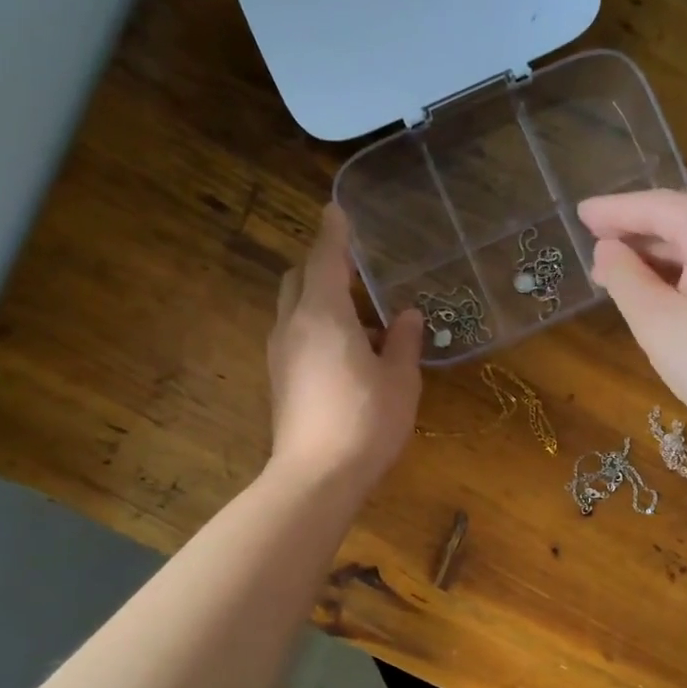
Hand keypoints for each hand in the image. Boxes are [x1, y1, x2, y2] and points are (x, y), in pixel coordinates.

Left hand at [267, 205, 423, 490]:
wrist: (316, 477)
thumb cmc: (366, 422)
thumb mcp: (400, 381)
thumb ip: (404, 342)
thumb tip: (408, 316)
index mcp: (324, 314)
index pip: (325, 257)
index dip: (334, 232)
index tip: (337, 210)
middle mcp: (293, 326)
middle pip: (298, 278)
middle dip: (321, 266)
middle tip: (355, 273)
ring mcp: (280, 354)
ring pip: (293, 309)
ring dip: (319, 301)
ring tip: (359, 320)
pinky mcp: (278, 381)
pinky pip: (294, 336)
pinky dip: (314, 329)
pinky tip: (344, 354)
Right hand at [582, 189, 686, 439]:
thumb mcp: (657, 322)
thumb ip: (624, 277)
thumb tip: (607, 249)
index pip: (659, 206)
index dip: (615, 211)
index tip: (580, 213)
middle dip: (640, 230)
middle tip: (596, 241)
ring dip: (665, 252)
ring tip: (623, 269)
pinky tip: (667, 285)